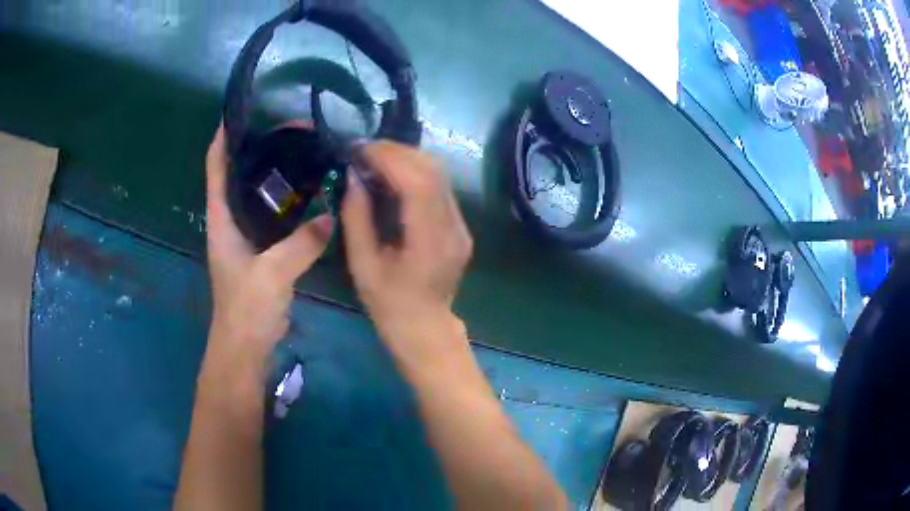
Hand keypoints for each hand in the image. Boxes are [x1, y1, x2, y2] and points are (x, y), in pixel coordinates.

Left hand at [204, 124, 332, 377]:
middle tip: (293, 131)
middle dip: (262, 148)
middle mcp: (230, 220)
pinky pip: (276, 214)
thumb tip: (330, 215)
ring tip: (305, 153)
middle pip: (240, 172)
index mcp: (221, 219)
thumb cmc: (246, 308)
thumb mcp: (271, 274)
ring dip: (278, 173)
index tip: (241, 113)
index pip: (215, 167)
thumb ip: (301, 244)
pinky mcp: (263, 249)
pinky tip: (312, 192)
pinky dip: (291, 200)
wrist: (247, 345)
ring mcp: (247, 235)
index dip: (223, 138)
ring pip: (260, 192)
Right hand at [341, 142, 471, 344]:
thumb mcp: (362, 265)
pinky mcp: (460, 225)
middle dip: (397, 151)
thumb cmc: (389, 304)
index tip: (361, 150)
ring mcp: (461, 225)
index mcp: (429, 242)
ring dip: (407, 158)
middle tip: (365, 151)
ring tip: (375, 159)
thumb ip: (356, 218)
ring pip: (439, 174)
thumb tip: (353, 177)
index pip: (418, 183)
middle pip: (433, 170)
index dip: (389, 158)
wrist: (425, 327)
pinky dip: (415, 172)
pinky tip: (393, 175)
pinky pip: (440, 187)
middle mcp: (454, 228)